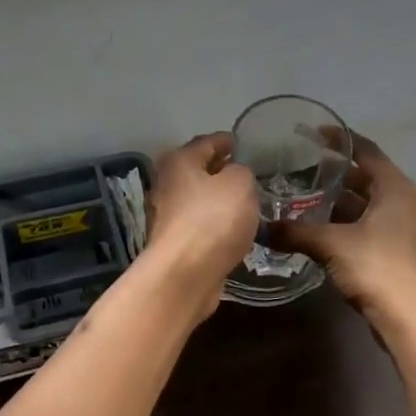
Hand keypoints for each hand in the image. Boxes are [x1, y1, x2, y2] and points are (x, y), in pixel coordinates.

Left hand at [143, 132, 259, 306]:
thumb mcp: (240, 184)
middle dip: (221, 171)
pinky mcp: (175, 244)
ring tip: (247, 201)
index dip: (226, 140)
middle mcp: (167, 185)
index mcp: (179, 161)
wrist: (184, 274)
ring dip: (219, 200)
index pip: (206, 142)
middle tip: (248, 173)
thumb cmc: (212, 220)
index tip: (241, 142)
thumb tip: (235, 175)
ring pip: (199, 200)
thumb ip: (242, 172)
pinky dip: (216, 224)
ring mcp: (168, 216)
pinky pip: (201, 225)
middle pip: (198, 171)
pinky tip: (235, 229)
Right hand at [270, 135, 415, 325]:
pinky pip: (378, 225)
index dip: (341, 140)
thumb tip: (263, 227)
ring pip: (374, 204)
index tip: (316, 134)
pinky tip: (329, 232)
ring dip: (346, 202)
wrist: (412, 320)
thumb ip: (296, 232)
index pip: (367, 152)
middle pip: (371, 178)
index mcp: (396, 188)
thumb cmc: (376, 268)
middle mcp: (408, 201)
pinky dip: (354, 222)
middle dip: (340, 174)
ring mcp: (411, 228)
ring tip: (312, 200)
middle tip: (306, 170)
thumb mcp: (331, 245)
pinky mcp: (408, 252)